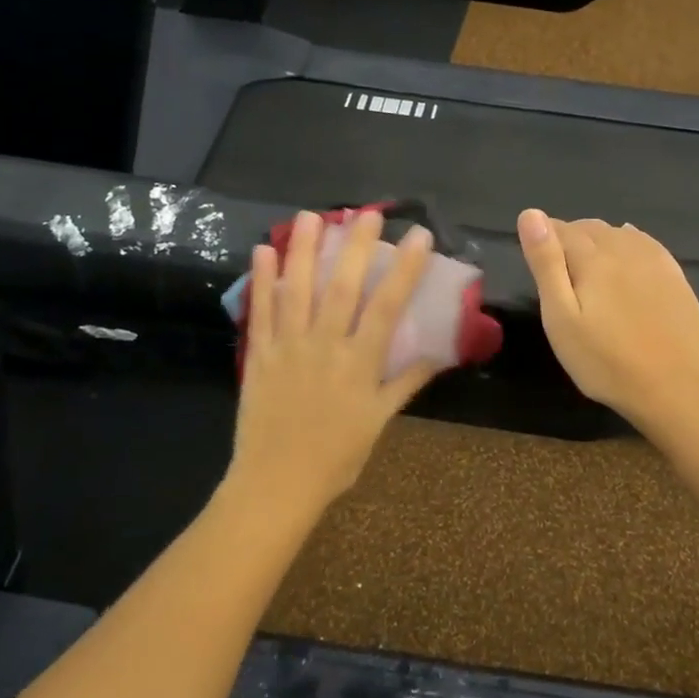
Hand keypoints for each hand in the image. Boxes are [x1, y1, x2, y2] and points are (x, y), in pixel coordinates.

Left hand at [229, 209, 442, 512]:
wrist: (276, 484)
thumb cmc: (336, 456)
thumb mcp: (379, 420)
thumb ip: (406, 382)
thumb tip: (439, 355)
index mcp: (359, 363)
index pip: (387, 307)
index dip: (405, 269)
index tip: (419, 237)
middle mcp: (325, 346)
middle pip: (341, 288)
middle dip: (355, 246)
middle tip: (366, 213)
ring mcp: (288, 347)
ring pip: (297, 290)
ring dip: (304, 250)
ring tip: (311, 216)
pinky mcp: (259, 355)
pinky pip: (260, 311)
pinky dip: (262, 280)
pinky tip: (264, 251)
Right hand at [516, 209, 698, 432]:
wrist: (668, 388)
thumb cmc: (602, 360)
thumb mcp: (561, 317)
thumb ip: (546, 264)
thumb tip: (531, 214)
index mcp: (593, 259)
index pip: (562, 231)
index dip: (545, 237)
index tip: (537, 254)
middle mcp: (625, 250)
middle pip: (591, 229)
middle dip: (571, 237)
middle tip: (559, 263)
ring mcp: (655, 262)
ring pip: (620, 234)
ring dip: (600, 239)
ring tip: (589, 261)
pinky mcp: (676, 278)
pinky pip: (648, 244)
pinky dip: (630, 241)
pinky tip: (628, 249)